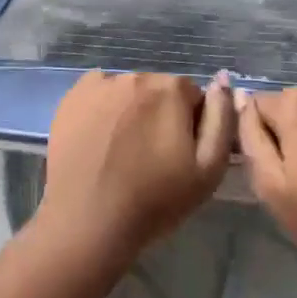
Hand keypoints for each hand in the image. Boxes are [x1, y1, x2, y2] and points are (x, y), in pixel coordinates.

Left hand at [36, 71, 232, 266]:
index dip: (190, 125)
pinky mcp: (73, 95)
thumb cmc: (154, 201)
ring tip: (122, 151)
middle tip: (151, 155)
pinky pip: (99, 92)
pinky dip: (103, 108)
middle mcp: (136, 75)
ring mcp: (101, 83)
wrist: (87, 222)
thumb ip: (221, 119)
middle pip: (159, 90)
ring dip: (132, 110)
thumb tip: (223, 81)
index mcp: (171, 89)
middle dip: (161, 114)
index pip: (193, 96)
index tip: (179, 154)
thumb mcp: (208, 170)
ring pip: (129, 91)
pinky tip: (99, 139)